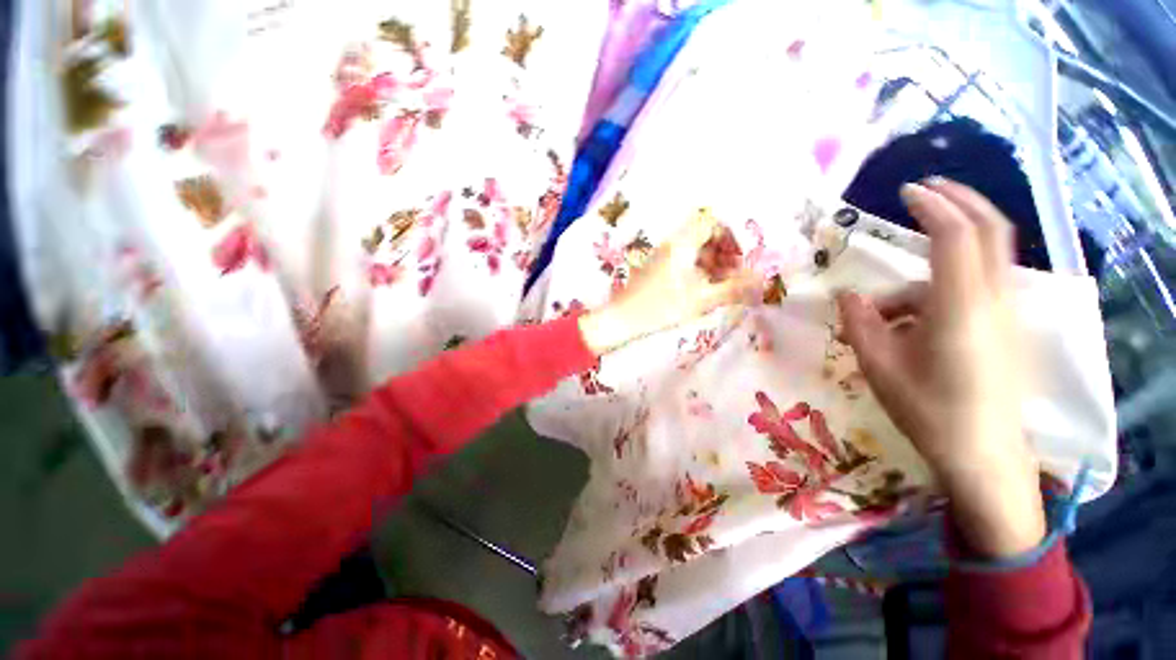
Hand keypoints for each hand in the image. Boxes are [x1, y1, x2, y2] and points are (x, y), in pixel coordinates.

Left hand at [579, 211, 757, 354]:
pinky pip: (680, 260)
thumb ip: (734, 288)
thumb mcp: (702, 299)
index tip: (736, 260)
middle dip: (721, 253)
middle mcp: (670, 243)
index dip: (729, 238)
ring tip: (716, 286)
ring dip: (709, 263)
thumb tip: (761, 280)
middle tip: (729, 276)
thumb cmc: (662, 307)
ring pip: (691, 249)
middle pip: (703, 235)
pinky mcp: (654, 268)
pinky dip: (694, 270)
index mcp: (682, 243)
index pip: (711, 222)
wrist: (623, 319)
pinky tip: (697, 291)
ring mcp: (660, 255)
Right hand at [837, 179, 1044, 558]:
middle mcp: (993, 300)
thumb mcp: (878, 366)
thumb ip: (861, 323)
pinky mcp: (1005, 326)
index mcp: (961, 308)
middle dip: (959, 202)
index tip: (907, 191)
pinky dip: (941, 288)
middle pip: (990, 230)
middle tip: (925, 191)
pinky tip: (909, 325)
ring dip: (932, 267)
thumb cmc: (929, 410)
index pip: (956, 236)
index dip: (933, 206)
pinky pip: (975, 286)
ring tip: (883, 313)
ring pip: (976, 263)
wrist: (984, 454)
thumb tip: (846, 296)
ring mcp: (1005, 313)